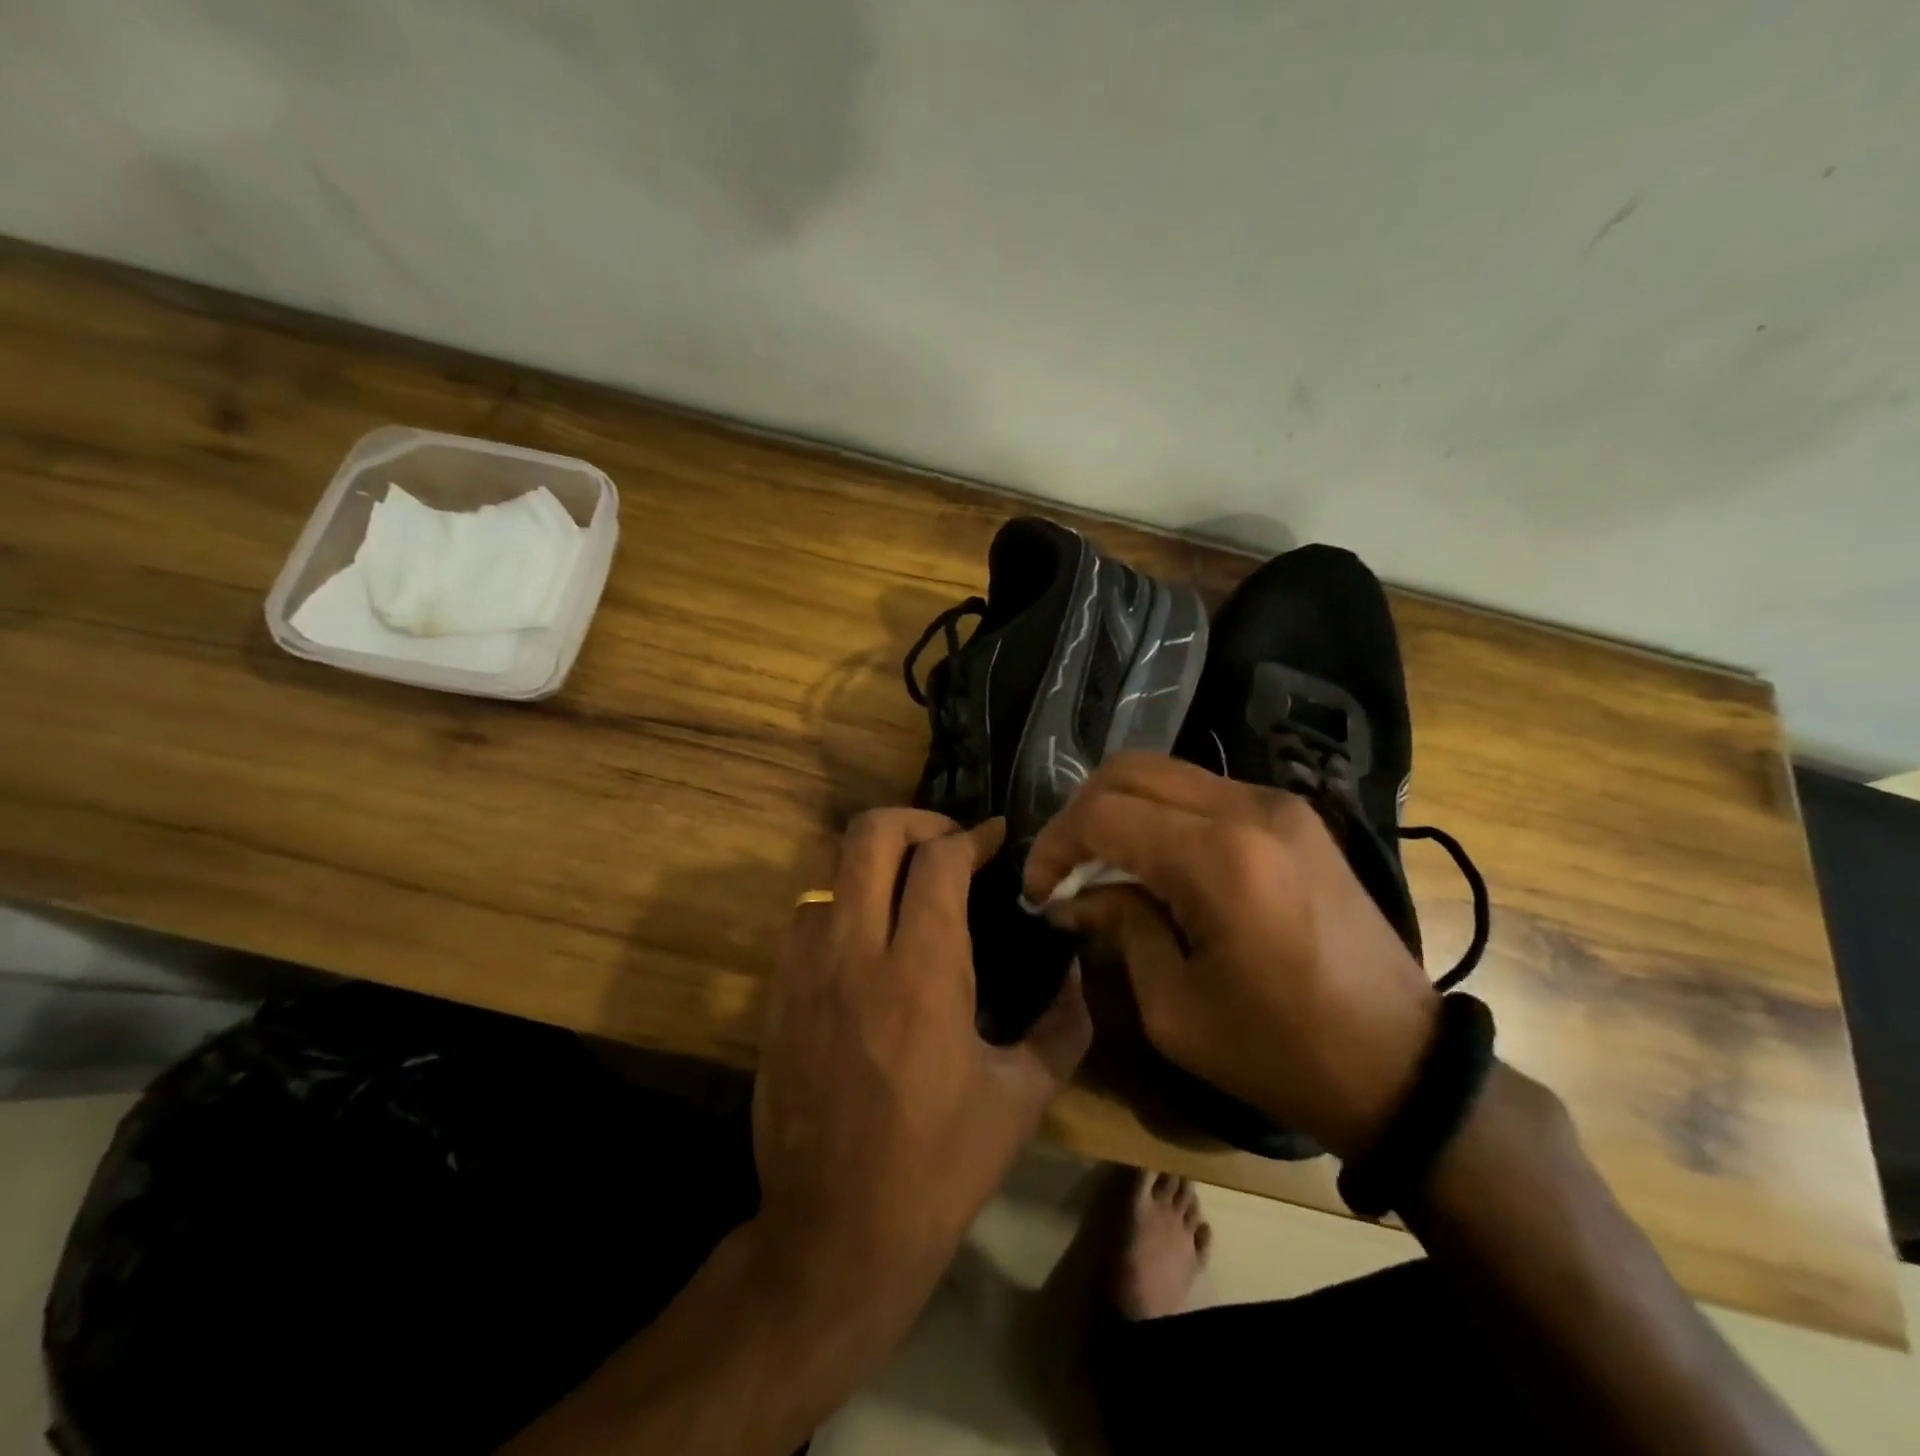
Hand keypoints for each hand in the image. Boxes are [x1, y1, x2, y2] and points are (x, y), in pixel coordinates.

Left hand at [752, 809, 1090, 1339]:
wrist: (833, 1234)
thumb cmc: (938, 1168)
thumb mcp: (1021, 1098)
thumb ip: (1062, 1025)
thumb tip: (1076, 973)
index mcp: (922, 972)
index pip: (939, 859)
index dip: (972, 835)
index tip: (994, 839)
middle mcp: (856, 952)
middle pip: (870, 835)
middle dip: (915, 819)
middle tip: (949, 842)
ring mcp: (806, 971)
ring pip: (830, 869)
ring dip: (874, 863)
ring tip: (908, 888)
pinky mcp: (777, 995)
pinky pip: (807, 917)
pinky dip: (842, 903)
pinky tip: (868, 938)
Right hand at [1023, 753, 1436, 1158]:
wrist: (1401, 1066)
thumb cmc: (1280, 1051)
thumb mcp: (1174, 1007)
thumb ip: (1118, 929)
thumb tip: (1075, 895)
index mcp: (1218, 859)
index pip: (1103, 814)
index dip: (1055, 845)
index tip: (1038, 890)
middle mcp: (1249, 809)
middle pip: (1130, 770)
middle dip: (1080, 814)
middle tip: (1064, 869)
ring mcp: (1279, 804)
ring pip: (1166, 773)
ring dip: (1121, 810)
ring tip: (1104, 866)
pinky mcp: (1295, 816)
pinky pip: (1205, 791)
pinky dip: (1162, 815)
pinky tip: (1156, 863)